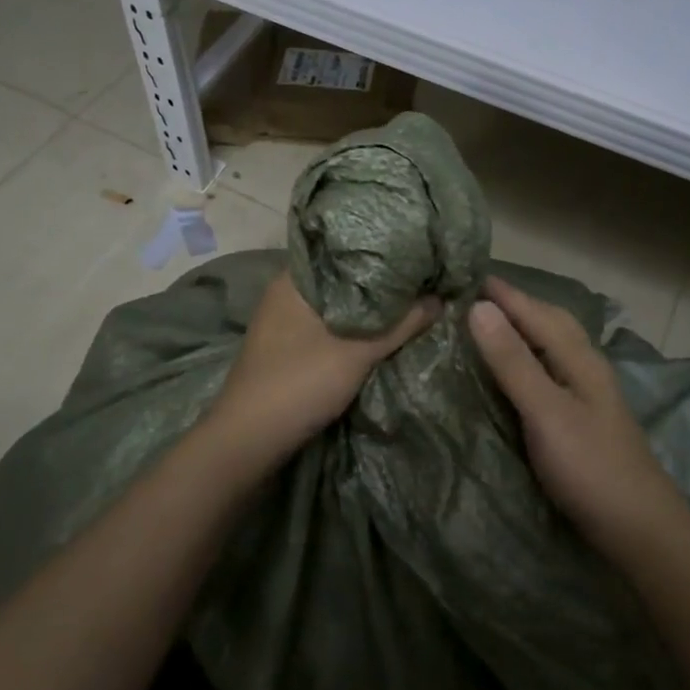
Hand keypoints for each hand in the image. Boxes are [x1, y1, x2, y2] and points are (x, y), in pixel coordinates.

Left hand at [204, 270, 439, 470]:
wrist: (249, 441)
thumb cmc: (299, 383)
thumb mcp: (358, 351)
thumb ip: (401, 323)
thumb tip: (439, 297)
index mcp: (295, 281)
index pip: (342, 249)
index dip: (380, 249)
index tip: (416, 248)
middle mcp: (287, 294)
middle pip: (342, 279)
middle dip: (379, 281)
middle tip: (421, 276)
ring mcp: (285, 323)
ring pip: (337, 306)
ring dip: (368, 308)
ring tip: (410, 299)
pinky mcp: (289, 349)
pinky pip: (329, 327)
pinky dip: (354, 328)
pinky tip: (382, 331)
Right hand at [467, 276, 685, 558]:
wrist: (639, 528)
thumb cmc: (590, 467)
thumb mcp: (546, 410)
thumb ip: (513, 361)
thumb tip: (479, 307)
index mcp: (579, 358)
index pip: (537, 312)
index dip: (505, 294)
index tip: (469, 274)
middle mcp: (587, 367)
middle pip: (553, 322)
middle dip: (519, 304)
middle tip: (480, 296)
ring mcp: (590, 394)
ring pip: (556, 346)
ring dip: (526, 329)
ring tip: (493, 326)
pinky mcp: (585, 418)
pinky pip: (553, 370)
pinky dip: (531, 358)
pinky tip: (519, 372)